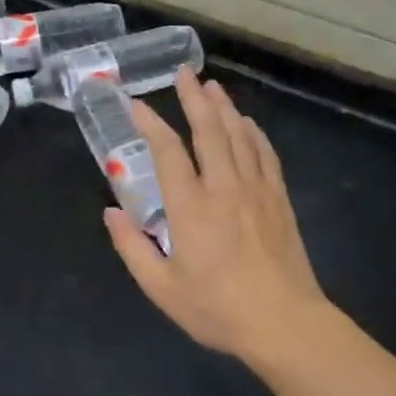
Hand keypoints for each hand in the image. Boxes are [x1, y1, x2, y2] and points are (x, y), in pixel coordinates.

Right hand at [104, 68, 326, 360]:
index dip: (150, 123)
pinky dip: (254, 133)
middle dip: (194, 98)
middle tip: (184, 72)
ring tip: (212, 86)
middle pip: (208, 130)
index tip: (135, 104)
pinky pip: (265, 154)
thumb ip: (132, 248)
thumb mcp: (162, 288)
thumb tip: (111, 213)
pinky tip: (248, 124)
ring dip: (224, 107)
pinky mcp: (278, 199)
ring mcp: (256, 189)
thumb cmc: (218, 308)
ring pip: (239, 135)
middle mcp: (224, 187)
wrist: (285, 323)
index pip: (167, 151)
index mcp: (191, 207)